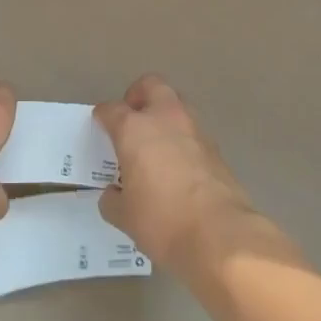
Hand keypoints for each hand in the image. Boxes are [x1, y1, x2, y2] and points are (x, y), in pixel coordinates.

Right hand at [94, 75, 267, 275]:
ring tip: (155, 144)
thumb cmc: (162, 220)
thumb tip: (113, 194)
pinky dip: (182, 140)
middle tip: (131, 119)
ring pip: (177, 105)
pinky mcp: (216, 148)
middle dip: (139, 96)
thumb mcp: (125, 216)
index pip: (112, 109)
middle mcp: (165, 119)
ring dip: (164, 116)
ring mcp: (195, 130)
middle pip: (151, 85)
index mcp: (134, 129)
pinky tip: (177, 166)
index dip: (103, 116)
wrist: (220, 234)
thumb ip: (113, 199)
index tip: (100, 124)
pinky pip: (193, 132)